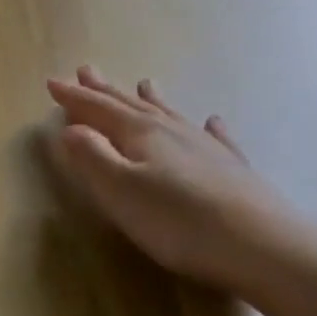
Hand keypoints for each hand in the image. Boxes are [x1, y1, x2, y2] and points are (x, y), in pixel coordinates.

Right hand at [45, 67, 316, 297]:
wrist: (263, 245)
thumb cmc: (179, 221)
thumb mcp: (120, 190)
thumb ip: (91, 157)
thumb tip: (69, 128)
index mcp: (139, 134)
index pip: (98, 109)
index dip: (74, 97)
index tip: (52, 81)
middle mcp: (171, 131)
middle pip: (130, 105)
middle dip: (105, 90)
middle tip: (86, 70)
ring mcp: (205, 147)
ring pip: (170, 115)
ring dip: (151, 99)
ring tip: (143, 82)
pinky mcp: (233, 169)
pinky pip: (216, 137)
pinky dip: (208, 127)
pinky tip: (213, 120)